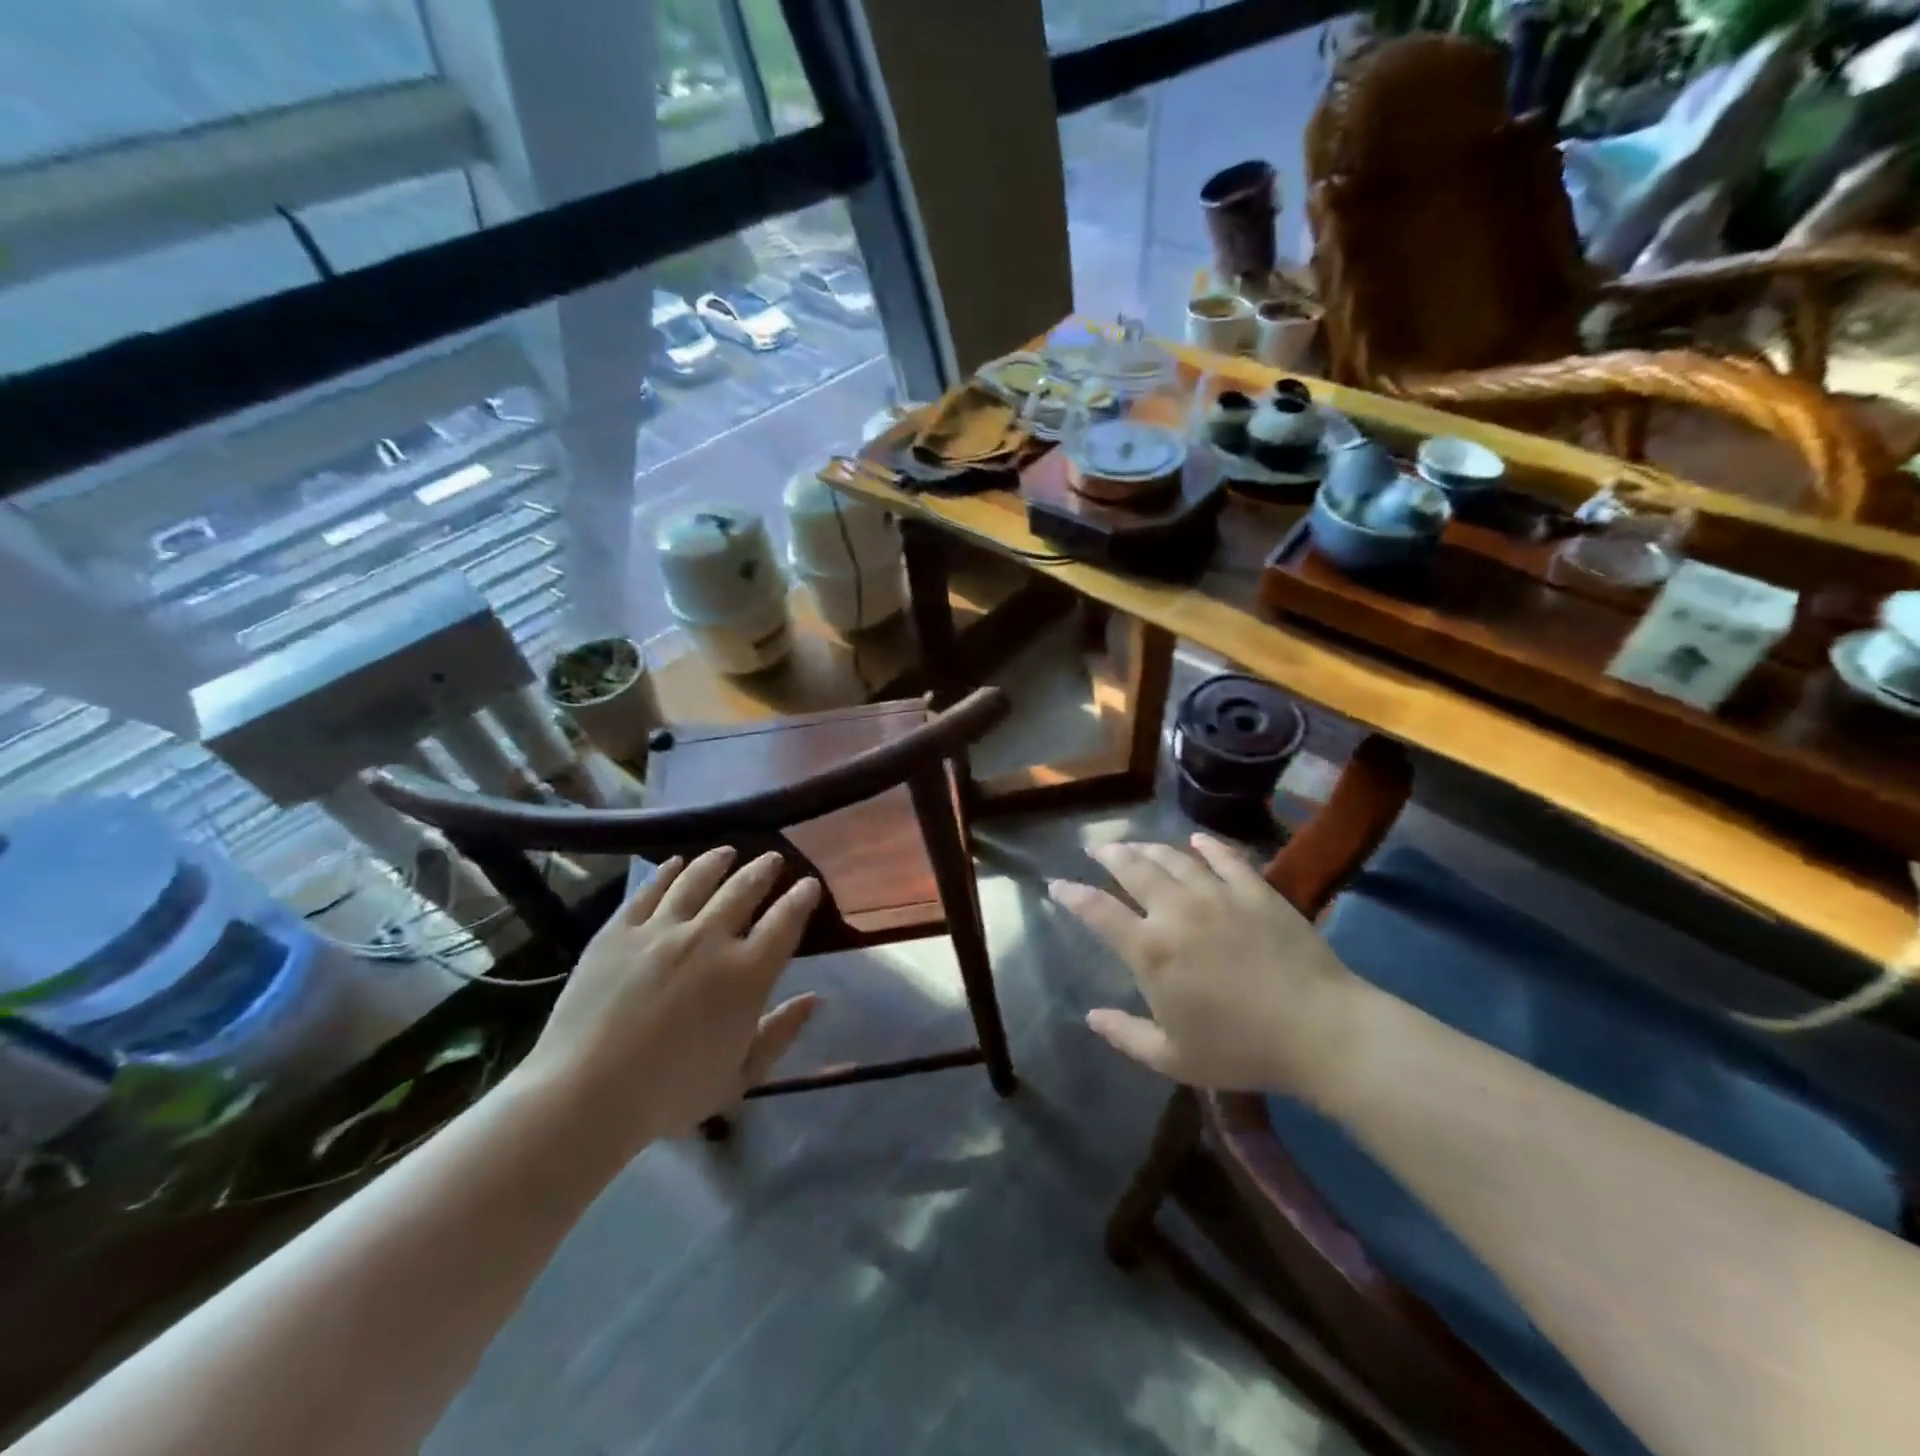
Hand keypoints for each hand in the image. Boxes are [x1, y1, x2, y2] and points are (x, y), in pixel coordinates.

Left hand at [516, 847, 820, 1148]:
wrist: (583, 1097)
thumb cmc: (669, 1095)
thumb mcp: (739, 1077)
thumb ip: (780, 1034)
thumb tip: (814, 999)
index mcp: (746, 974)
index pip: (786, 920)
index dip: (801, 898)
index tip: (808, 885)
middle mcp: (709, 939)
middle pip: (744, 888)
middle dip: (764, 870)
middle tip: (772, 859)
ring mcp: (661, 930)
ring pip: (697, 879)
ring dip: (718, 861)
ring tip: (728, 852)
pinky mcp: (619, 930)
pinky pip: (649, 890)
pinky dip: (666, 872)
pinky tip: (674, 863)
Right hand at [1049, 834, 1361, 1096]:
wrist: (1318, 1030)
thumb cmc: (1241, 1049)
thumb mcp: (1173, 1058)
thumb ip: (1126, 1035)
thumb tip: (1091, 1016)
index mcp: (1150, 950)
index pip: (1097, 912)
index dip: (1072, 895)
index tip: (1057, 884)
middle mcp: (1176, 911)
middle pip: (1133, 869)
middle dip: (1109, 855)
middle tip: (1096, 848)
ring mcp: (1217, 895)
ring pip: (1174, 858)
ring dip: (1149, 848)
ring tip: (1136, 844)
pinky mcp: (1255, 891)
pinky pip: (1225, 858)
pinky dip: (1207, 846)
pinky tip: (1197, 841)